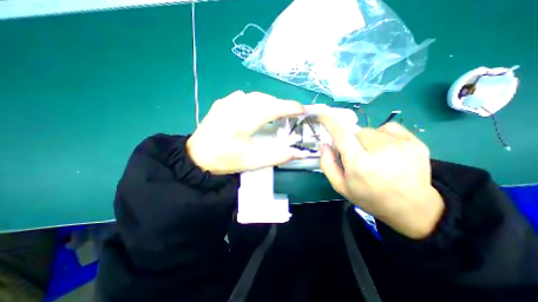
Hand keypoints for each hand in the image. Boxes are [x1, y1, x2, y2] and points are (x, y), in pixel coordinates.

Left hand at [188, 89, 305, 173]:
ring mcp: (226, 102)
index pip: (272, 108)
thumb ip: (277, 156)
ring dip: (268, 102)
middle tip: (288, 114)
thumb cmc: (225, 160)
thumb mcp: (253, 162)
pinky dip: (255, 101)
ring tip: (274, 113)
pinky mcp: (221, 103)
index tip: (301, 109)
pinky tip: (254, 111)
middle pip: (265, 99)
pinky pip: (243, 97)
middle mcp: (234, 107)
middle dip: (280, 105)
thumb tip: (296, 152)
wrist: (197, 157)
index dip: (289, 107)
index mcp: (242, 122)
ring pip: (255, 96)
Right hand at [316, 109, 442, 239]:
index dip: (330, 121)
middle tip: (356, 155)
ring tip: (374, 155)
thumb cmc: (369, 197)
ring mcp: (400, 144)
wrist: (412, 207)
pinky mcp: (415, 142)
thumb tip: (323, 143)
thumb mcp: (340, 186)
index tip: (322, 115)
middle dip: (351, 140)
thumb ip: (327, 164)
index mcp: (359, 163)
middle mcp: (379, 150)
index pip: (341, 134)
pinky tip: (386, 149)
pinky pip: (388, 128)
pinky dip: (382, 135)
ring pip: (370, 130)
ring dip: (366, 139)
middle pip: (355, 132)